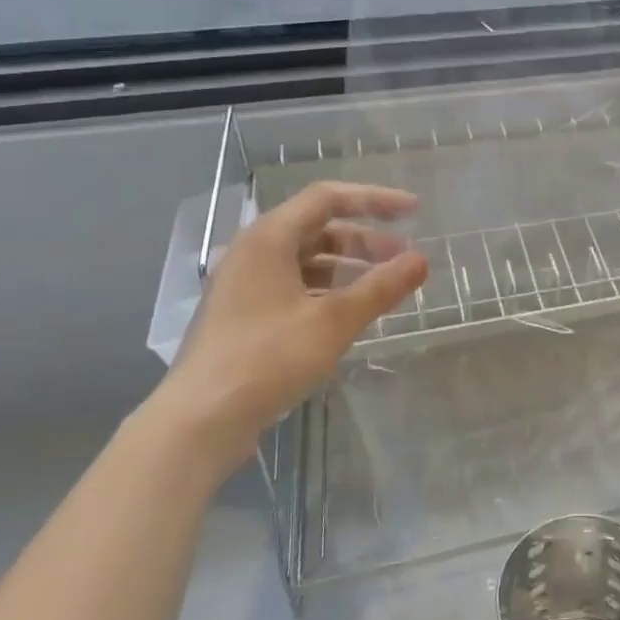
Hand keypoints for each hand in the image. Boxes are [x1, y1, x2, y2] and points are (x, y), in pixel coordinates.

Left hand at [149, 181, 427, 477]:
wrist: (199, 421)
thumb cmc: (267, 359)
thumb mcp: (333, 321)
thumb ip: (380, 287)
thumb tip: (420, 260)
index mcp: (269, 239)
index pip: (328, 198)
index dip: (374, 199)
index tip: (413, 210)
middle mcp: (253, 253)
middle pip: (318, 229)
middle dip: (366, 240)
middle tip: (404, 259)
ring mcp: (245, 286)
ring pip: (307, 261)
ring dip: (349, 267)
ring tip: (384, 287)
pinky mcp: (244, 316)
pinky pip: (295, 287)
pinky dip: (328, 291)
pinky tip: (351, 313)